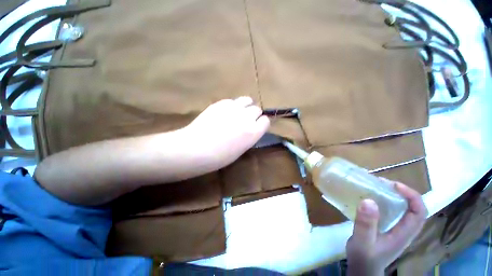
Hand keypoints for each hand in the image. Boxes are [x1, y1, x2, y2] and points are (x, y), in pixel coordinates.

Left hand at [183, 96, 269, 169]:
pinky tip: (225, 112)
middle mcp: (247, 118)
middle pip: (257, 109)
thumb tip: (250, 128)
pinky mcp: (221, 103)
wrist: (196, 148)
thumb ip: (249, 136)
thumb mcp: (241, 149)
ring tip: (238, 112)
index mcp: (253, 132)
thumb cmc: (219, 156)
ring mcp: (234, 108)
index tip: (256, 126)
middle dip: (253, 114)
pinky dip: (232, 105)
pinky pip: (233, 100)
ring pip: (247, 100)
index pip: (265, 121)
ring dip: (245, 106)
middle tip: (244, 120)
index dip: (261, 123)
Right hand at [346, 181, 427, 275]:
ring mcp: (396, 230)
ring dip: (393, 196)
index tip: (394, 185)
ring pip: (403, 210)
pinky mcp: (387, 229)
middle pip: (413, 209)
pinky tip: (371, 199)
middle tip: (382, 183)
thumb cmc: (363, 257)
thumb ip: (366, 224)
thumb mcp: (363, 241)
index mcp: (403, 234)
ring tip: (376, 187)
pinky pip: (392, 212)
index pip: (419, 212)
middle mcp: (404, 230)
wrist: (362, 269)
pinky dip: (385, 202)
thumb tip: (368, 200)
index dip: (412, 196)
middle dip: (401, 193)